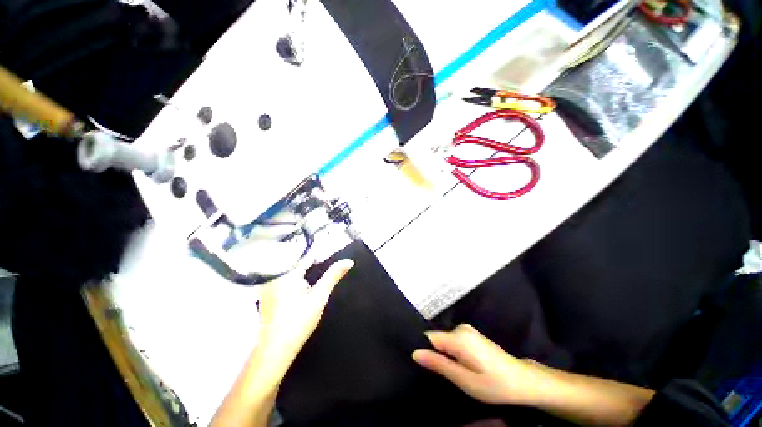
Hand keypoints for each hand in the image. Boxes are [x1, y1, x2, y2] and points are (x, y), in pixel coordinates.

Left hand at [211, 260, 353, 426]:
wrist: (275, 349)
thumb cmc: (299, 321)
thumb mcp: (319, 296)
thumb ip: (333, 275)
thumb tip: (349, 261)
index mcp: (286, 272)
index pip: (304, 253)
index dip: (318, 253)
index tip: (328, 255)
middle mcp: (273, 274)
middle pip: (295, 258)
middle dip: (310, 259)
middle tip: (322, 263)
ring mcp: (267, 283)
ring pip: (288, 266)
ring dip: (302, 267)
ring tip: (315, 271)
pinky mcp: (266, 291)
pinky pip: (281, 275)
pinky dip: (294, 275)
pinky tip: (302, 284)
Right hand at [412, 324, 556, 405]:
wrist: (522, 381)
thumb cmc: (494, 384)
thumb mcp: (464, 380)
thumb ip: (438, 364)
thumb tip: (415, 353)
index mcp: (458, 337)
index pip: (429, 337)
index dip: (423, 349)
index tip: (421, 366)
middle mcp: (461, 328)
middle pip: (437, 339)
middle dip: (435, 354)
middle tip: (441, 375)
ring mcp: (467, 330)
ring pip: (445, 341)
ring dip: (445, 355)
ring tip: (452, 372)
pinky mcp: (471, 335)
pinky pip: (453, 341)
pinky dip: (452, 352)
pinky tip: (461, 366)